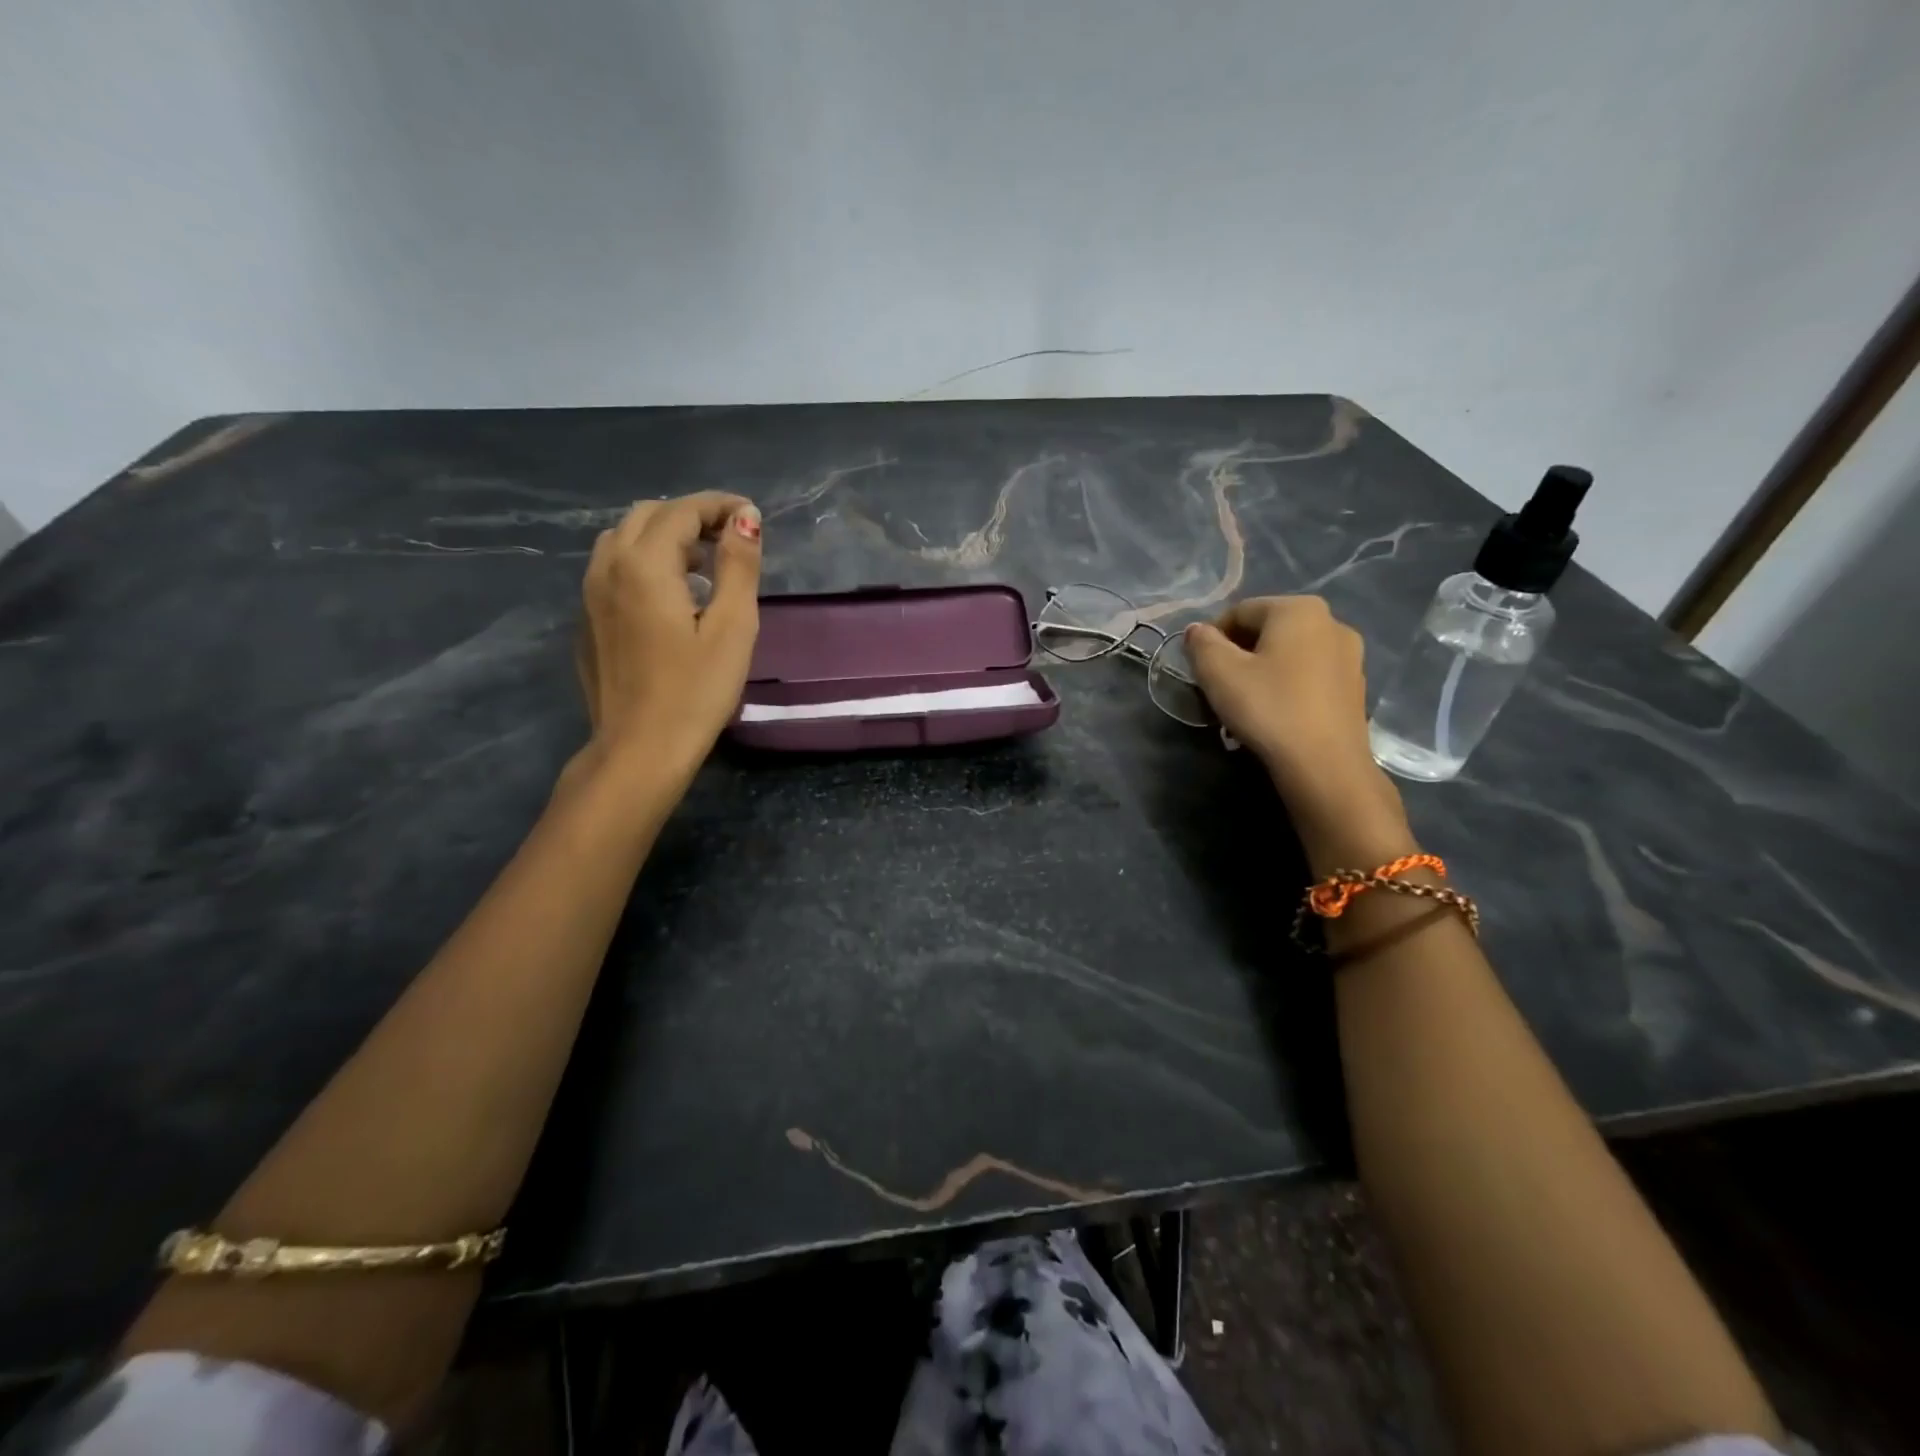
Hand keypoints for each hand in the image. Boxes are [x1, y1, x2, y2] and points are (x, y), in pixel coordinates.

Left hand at [570, 492, 762, 787]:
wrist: (639, 749)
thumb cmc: (695, 691)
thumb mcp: (732, 628)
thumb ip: (738, 566)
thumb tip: (745, 517)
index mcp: (644, 564)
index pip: (681, 511)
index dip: (719, 506)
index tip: (752, 517)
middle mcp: (607, 567)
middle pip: (647, 516)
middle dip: (690, 516)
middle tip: (730, 540)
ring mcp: (589, 594)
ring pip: (624, 539)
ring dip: (664, 537)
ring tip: (702, 565)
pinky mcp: (588, 620)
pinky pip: (613, 569)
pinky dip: (644, 561)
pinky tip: (671, 596)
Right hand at [1184, 597, 1410, 860]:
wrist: (1325, 766)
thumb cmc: (1268, 709)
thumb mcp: (1219, 673)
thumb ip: (1201, 643)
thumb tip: (1197, 630)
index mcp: (1298, 609)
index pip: (1239, 611)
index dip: (1211, 638)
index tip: (1200, 669)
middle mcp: (1331, 622)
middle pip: (1267, 630)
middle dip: (1238, 654)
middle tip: (1219, 688)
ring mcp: (1350, 656)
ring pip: (1289, 655)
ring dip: (1262, 672)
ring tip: (1245, 705)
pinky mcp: (1355, 687)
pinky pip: (1309, 676)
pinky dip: (1287, 687)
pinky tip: (1274, 714)